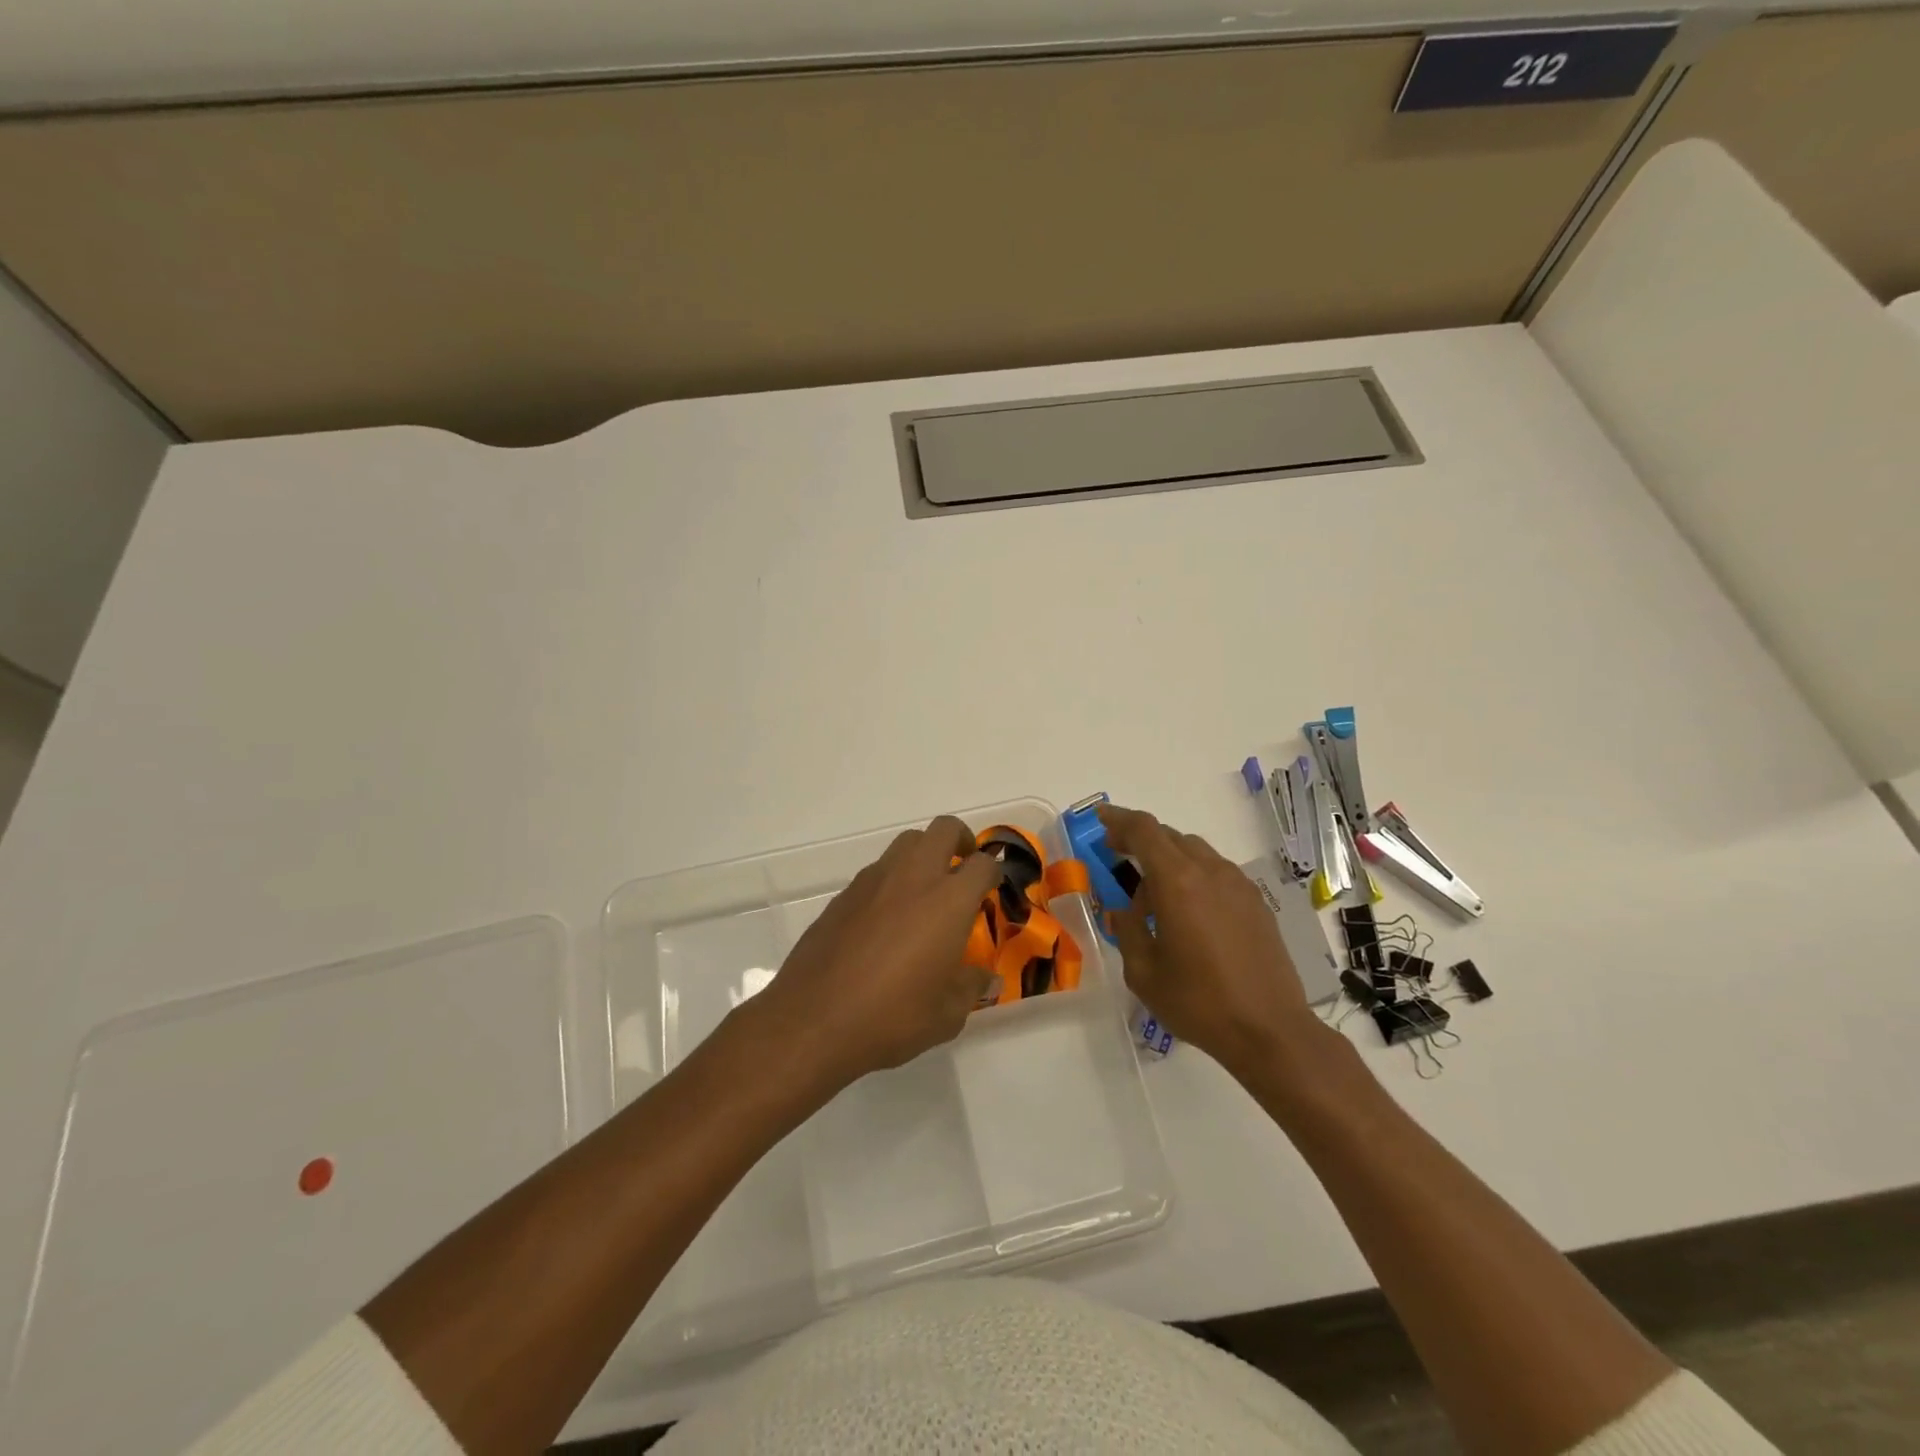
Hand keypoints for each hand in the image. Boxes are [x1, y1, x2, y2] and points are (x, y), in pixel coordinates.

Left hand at [745, 815, 1002, 1087]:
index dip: (993, 872)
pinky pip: (878, 870)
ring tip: (926, 892)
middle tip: (964, 867)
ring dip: (924, 854)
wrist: (814, 1019)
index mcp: (948, 901)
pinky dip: (893, 880)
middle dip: (960, 840)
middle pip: (943, 830)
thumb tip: (989, 980)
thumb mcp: (946, 1014)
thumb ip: (972, 988)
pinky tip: (888, 918)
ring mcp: (874, 881)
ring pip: (907, 843)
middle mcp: (913, 877)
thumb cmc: (892, 1017)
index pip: (982, 865)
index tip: (992, 888)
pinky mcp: (844, 894)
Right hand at [1098, 803, 1321, 1075]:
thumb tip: (1122, 911)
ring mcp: (1238, 885)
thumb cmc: (1198, 1002)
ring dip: (1169, 859)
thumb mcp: (1143, 972)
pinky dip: (1194, 875)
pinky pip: (1217, 872)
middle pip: (1169, 836)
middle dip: (1140, 840)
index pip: (1144, 831)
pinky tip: (1188, 911)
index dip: (1119, 819)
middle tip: (1118, 856)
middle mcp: (1209, 871)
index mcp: (1177, 882)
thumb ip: (1128, 931)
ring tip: (1153, 893)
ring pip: (1195, 852)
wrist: (1270, 1030)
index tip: (1100, 820)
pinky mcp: (1256, 903)